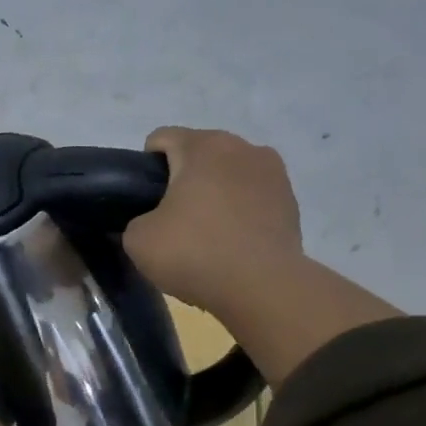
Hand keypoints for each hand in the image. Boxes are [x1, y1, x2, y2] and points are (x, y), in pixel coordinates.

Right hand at [125, 127, 304, 317]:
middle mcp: (242, 147)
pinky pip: (252, 196)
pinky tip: (231, 241)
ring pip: (229, 173)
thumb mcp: (138, 240)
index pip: (161, 138)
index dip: (144, 167)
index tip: (143, 201)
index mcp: (202, 146)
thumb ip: (135, 220)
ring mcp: (273, 171)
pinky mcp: (290, 199)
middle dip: (182, 178)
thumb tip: (150, 222)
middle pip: (199, 153)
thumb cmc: (194, 252)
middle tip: (170, 219)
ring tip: (205, 232)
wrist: (262, 286)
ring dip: (214, 192)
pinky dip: (238, 211)